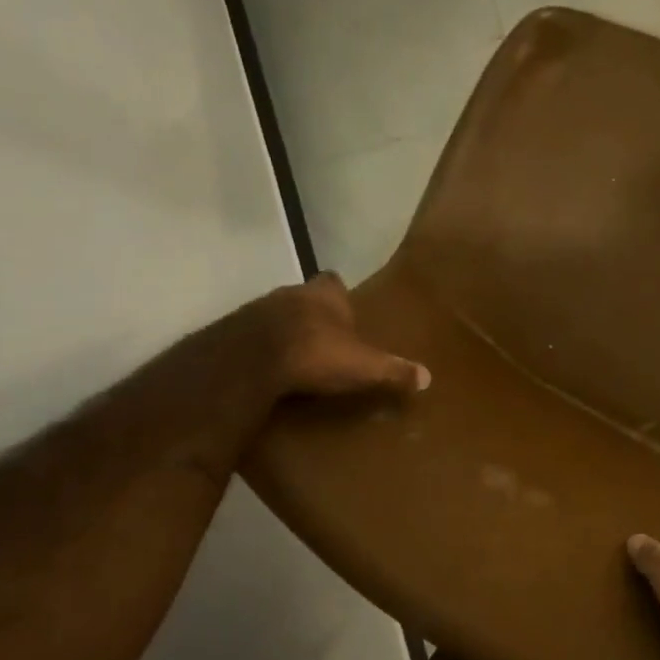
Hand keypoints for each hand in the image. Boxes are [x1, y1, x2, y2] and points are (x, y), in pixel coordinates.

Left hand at [259, 274, 429, 398]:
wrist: (250, 361)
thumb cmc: (316, 353)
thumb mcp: (364, 366)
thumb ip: (394, 370)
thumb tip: (427, 377)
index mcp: (325, 295)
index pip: (333, 281)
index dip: (338, 295)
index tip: (344, 311)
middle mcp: (291, 293)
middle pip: (305, 298)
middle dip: (314, 316)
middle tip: (325, 341)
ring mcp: (258, 310)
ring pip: (277, 316)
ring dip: (286, 332)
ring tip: (298, 359)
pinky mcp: (232, 332)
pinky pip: (253, 337)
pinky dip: (262, 350)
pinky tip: (270, 371)